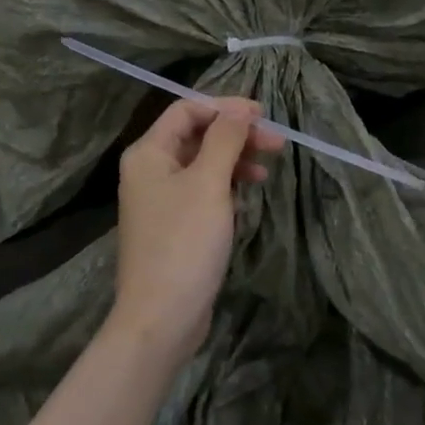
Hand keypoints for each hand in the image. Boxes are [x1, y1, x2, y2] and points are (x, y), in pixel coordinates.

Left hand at [112, 97, 283, 360]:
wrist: (161, 317)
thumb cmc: (184, 243)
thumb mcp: (208, 183)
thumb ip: (225, 140)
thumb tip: (240, 109)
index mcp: (148, 153)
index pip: (187, 110)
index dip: (225, 108)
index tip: (263, 116)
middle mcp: (150, 170)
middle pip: (196, 135)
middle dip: (236, 134)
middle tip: (276, 143)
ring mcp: (161, 199)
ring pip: (202, 163)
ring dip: (235, 159)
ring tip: (267, 170)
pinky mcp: (174, 224)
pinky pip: (202, 189)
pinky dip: (226, 185)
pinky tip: (248, 194)